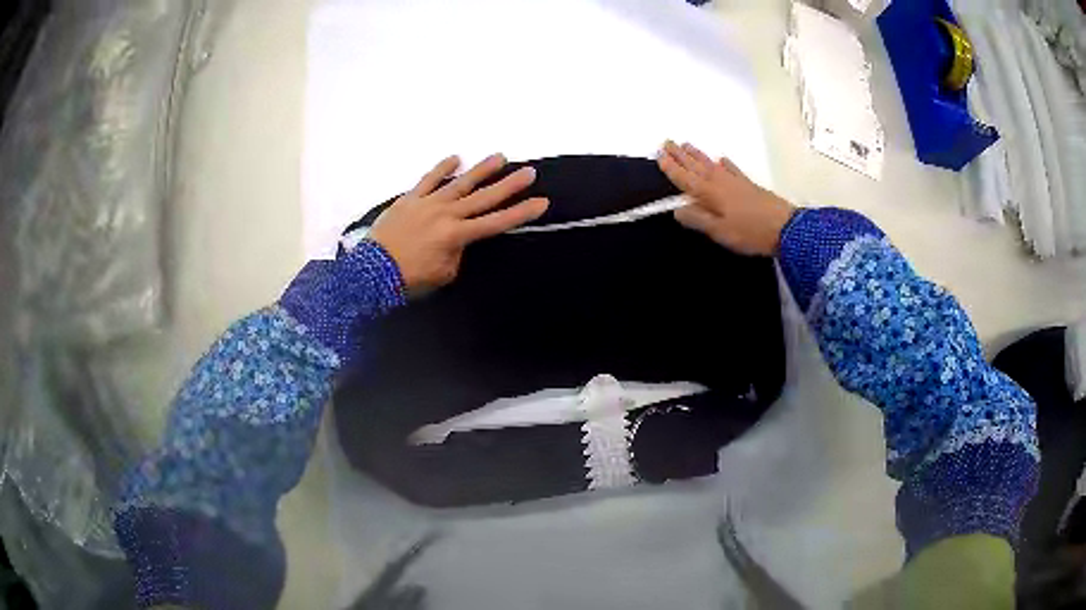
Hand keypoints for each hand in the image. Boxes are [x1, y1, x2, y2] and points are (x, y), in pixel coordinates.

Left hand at [369, 154, 548, 290]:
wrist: (372, 272)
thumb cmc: (410, 278)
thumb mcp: (443, 274)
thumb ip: (457, 253)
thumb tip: (459, 240)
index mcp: (457, 236)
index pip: (496, 223)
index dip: (520, 213)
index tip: (541, 203)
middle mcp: (447, 214)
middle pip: (484, 197)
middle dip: (509, 185)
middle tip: (529, 172)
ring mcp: (428, 203)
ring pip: (460, 183)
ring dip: (482, 170)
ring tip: (500, 157)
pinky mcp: (410, 198)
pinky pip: (428, 180)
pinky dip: (442, 168)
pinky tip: (456, 158)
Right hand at [658, 141, 795, 255]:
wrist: (785, 227)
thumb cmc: (750, 232)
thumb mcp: (720, 231)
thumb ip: (698, 219)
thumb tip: (677, 210)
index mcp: (709, 193)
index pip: (685, 178)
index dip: (671, 168)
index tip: (659, 155)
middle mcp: (719, 182)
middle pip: (696, 166)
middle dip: (680, 155)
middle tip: (667, 142)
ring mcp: (735, 181)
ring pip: (711, 164)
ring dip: (697, 154)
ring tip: (686, 144)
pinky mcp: (748, 184)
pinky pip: (731, 169)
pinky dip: (724, 163)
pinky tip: (721, 159)